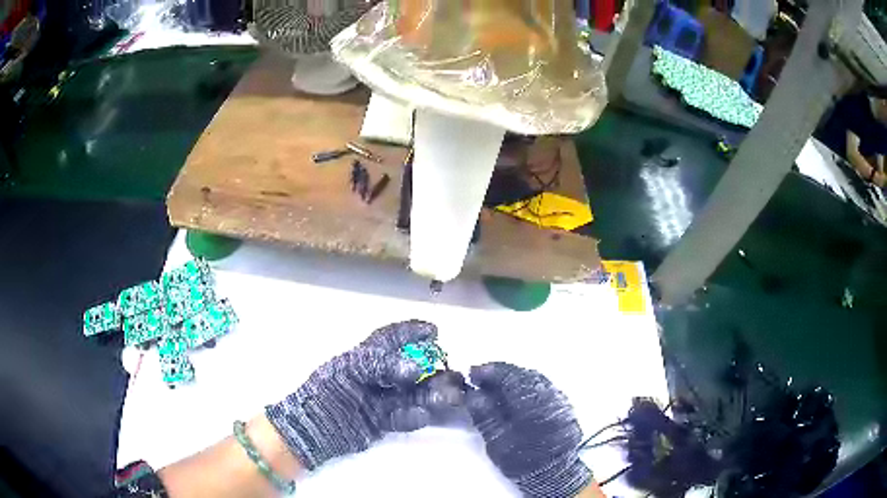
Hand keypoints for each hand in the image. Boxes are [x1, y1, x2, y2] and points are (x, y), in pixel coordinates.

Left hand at [265, 320, 464, 469]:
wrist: (312, 427)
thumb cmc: (325, 391)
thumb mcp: (348, 369)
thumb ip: (381, 365)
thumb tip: (414, 369)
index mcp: (365, 357)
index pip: (391, 339)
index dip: (411, 332)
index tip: (434, 330)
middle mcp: (377, 377)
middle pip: (410, 369)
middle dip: (432, 369)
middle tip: (451, 372)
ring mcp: (381, 400)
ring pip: (413, 394)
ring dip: (432, 393)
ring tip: (450, 396)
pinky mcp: (383, 422)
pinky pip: (405, 417)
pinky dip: (415, 415)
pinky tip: (423, 415)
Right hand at [467, 362, 591, 496]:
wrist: (553, 473)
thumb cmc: (522, 459)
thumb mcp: (497, 440)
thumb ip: (485, 414)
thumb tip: (472, 393)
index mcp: (532, 402)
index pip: (508, 376)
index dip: (488, 372)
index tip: (472, 372)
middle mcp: (549, 394)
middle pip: (522, 374)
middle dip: (500, 373)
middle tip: (481, 377)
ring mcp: (559, 398)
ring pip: (533, 378)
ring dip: (513, 378)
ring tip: (495, 385)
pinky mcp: (563, 404)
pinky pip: (542, 386)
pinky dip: (525, 385)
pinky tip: (515, 394)